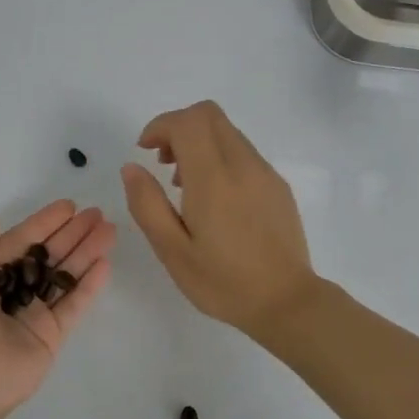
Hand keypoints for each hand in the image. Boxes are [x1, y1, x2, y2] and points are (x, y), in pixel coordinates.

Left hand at [0, 200, 115, 418]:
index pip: (20, 241)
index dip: (44, 222)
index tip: (69, 206)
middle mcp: (11, 291)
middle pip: (48, 256)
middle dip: (72, 234)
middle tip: (98, 214)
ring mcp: (33, 314)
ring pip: (65, 276)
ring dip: (86, 252)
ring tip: (110, 230)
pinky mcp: (52, 336)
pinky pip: (74, 304)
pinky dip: (89, 285)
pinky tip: (105, 262)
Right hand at [121, 101, 319, 340]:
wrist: (286, 303)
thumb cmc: (223, 282)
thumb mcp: (172, 251)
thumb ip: (147, 205)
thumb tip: (132, 168)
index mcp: (213, 179)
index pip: (187, 122)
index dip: (160, 126)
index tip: (145, 152)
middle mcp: (243, 165)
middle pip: (209, 115)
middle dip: (179, 127)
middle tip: (162, 163)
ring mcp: (265, 173)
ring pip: (227, 132)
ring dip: (199, 143)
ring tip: (184, 186)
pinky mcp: (277, 186)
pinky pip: (244, 153)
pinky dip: (220, 157)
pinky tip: (214, 199)